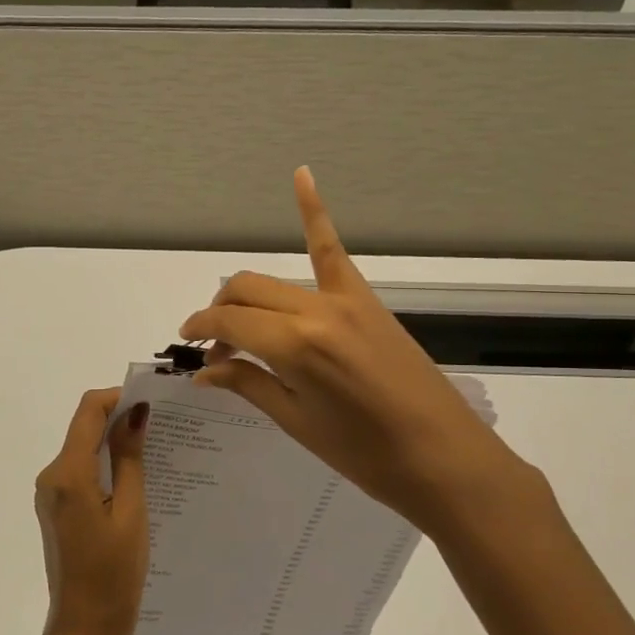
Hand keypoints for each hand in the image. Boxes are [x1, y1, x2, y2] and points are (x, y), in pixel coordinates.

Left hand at [33, 388, 150, 634]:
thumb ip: (130, 458)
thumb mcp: (132, 513)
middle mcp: (51, 476)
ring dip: (113, 443)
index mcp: (68, 473)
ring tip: (155, 451)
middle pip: (84, 427)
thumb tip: (135, 413)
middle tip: (162, 426)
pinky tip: (134, 477)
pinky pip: (80, 472)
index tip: (153, 403)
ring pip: (83, 449)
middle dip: (119, 419)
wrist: (85, 629)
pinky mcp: (56, 508)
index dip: (118, 397)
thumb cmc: (114, 574)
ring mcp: (50, 493)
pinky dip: (105, 465)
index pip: (88, 411)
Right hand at [179, 168, 549, 544]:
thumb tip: (204, 371)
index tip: (188, 347)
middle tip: (215, 350)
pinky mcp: (367, 300)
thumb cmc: (366, 455)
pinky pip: (332, 250)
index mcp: (295, 346)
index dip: (201, 331)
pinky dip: (314, 212)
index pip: (228, 323)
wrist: (445, 459)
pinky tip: (302, 175)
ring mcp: (345, 299)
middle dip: (218, 313)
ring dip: (246, 295)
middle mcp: (315, 310)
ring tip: (236, 322)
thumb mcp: (298, 423)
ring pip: (275, 279)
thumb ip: (248, 384)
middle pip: (246, 292)